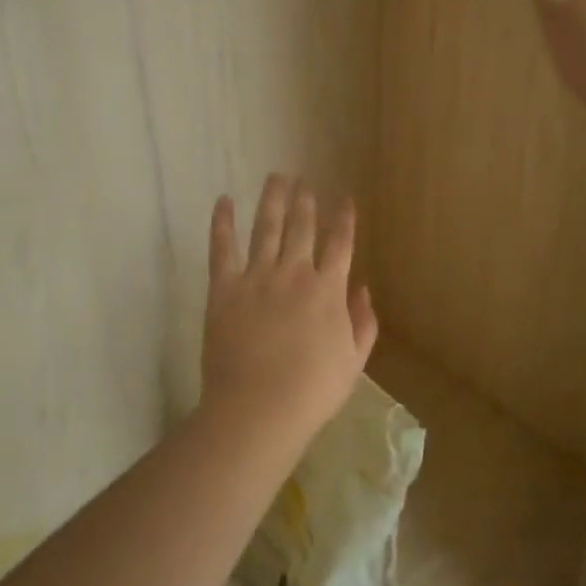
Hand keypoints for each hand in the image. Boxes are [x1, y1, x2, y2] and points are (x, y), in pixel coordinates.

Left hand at [199, 175, 377, 447]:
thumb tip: (363, 288)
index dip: (344, 218)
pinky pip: (222, 247)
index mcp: (328, 290)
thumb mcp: (353, 361)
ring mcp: (258, 277)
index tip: (344, 198)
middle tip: (304, 181)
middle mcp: (295, 273)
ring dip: (273, 199)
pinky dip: (222, 222)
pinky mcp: (225, 287)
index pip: (340, 243)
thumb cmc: (312, 391)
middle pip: (302, 227)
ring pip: (267, 227)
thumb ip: (363, 322)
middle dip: (305, 201)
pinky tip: (223, 200)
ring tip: (276, 177)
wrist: (259, 408)